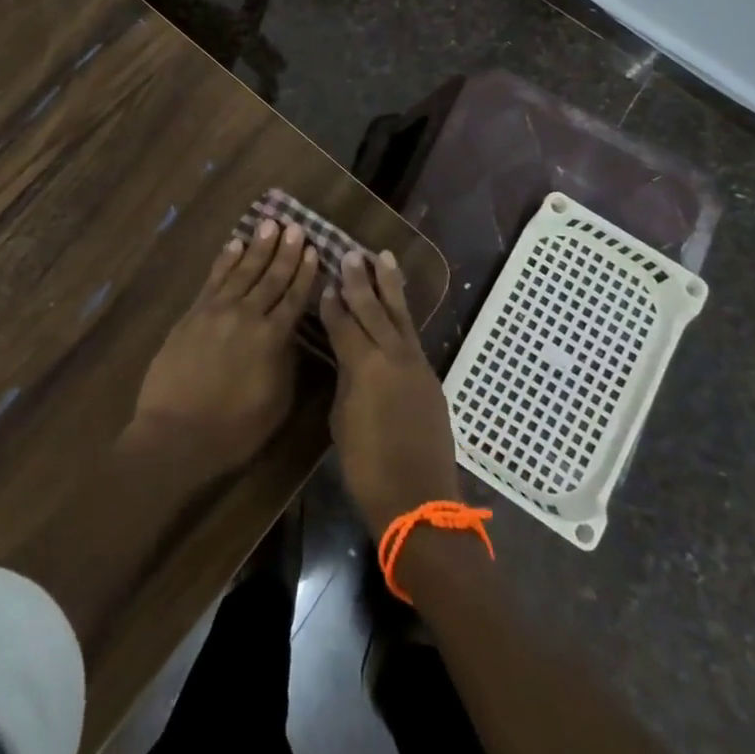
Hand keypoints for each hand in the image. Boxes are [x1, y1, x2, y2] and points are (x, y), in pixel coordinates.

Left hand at [126, 218, 318, 485]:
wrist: (175, 434)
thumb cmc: (232, 430)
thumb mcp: (276, 403)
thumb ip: (286, 363)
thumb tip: (290, 334)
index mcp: (272, 339)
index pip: (294, 297)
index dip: (304, 272)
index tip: (312, 248)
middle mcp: (247, 316)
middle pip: (270, 277)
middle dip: (285, 251)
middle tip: (294, 226)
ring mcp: (217, 311)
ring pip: (242, 271)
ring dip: (258, 247)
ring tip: (269, 224)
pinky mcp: (193, 314)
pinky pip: (213, 279)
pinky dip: (226, 260)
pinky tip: (234, 244)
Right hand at [320, 249, 461, 536]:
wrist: (419, 500)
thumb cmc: (368, 468)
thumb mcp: (343, 421)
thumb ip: (346, 381)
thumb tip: (349, 360)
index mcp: (364, 367)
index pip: (343, 324)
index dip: (332, 303)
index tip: (325, 279)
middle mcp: (392, 356)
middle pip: (373, 309)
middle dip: (360, 280)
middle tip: (350, 253)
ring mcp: (415, 364)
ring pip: (399, 315)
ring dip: (389, 285)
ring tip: (382, 256)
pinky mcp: (430, 376)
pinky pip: (412, 334)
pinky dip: (402, 313)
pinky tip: (397, 303)